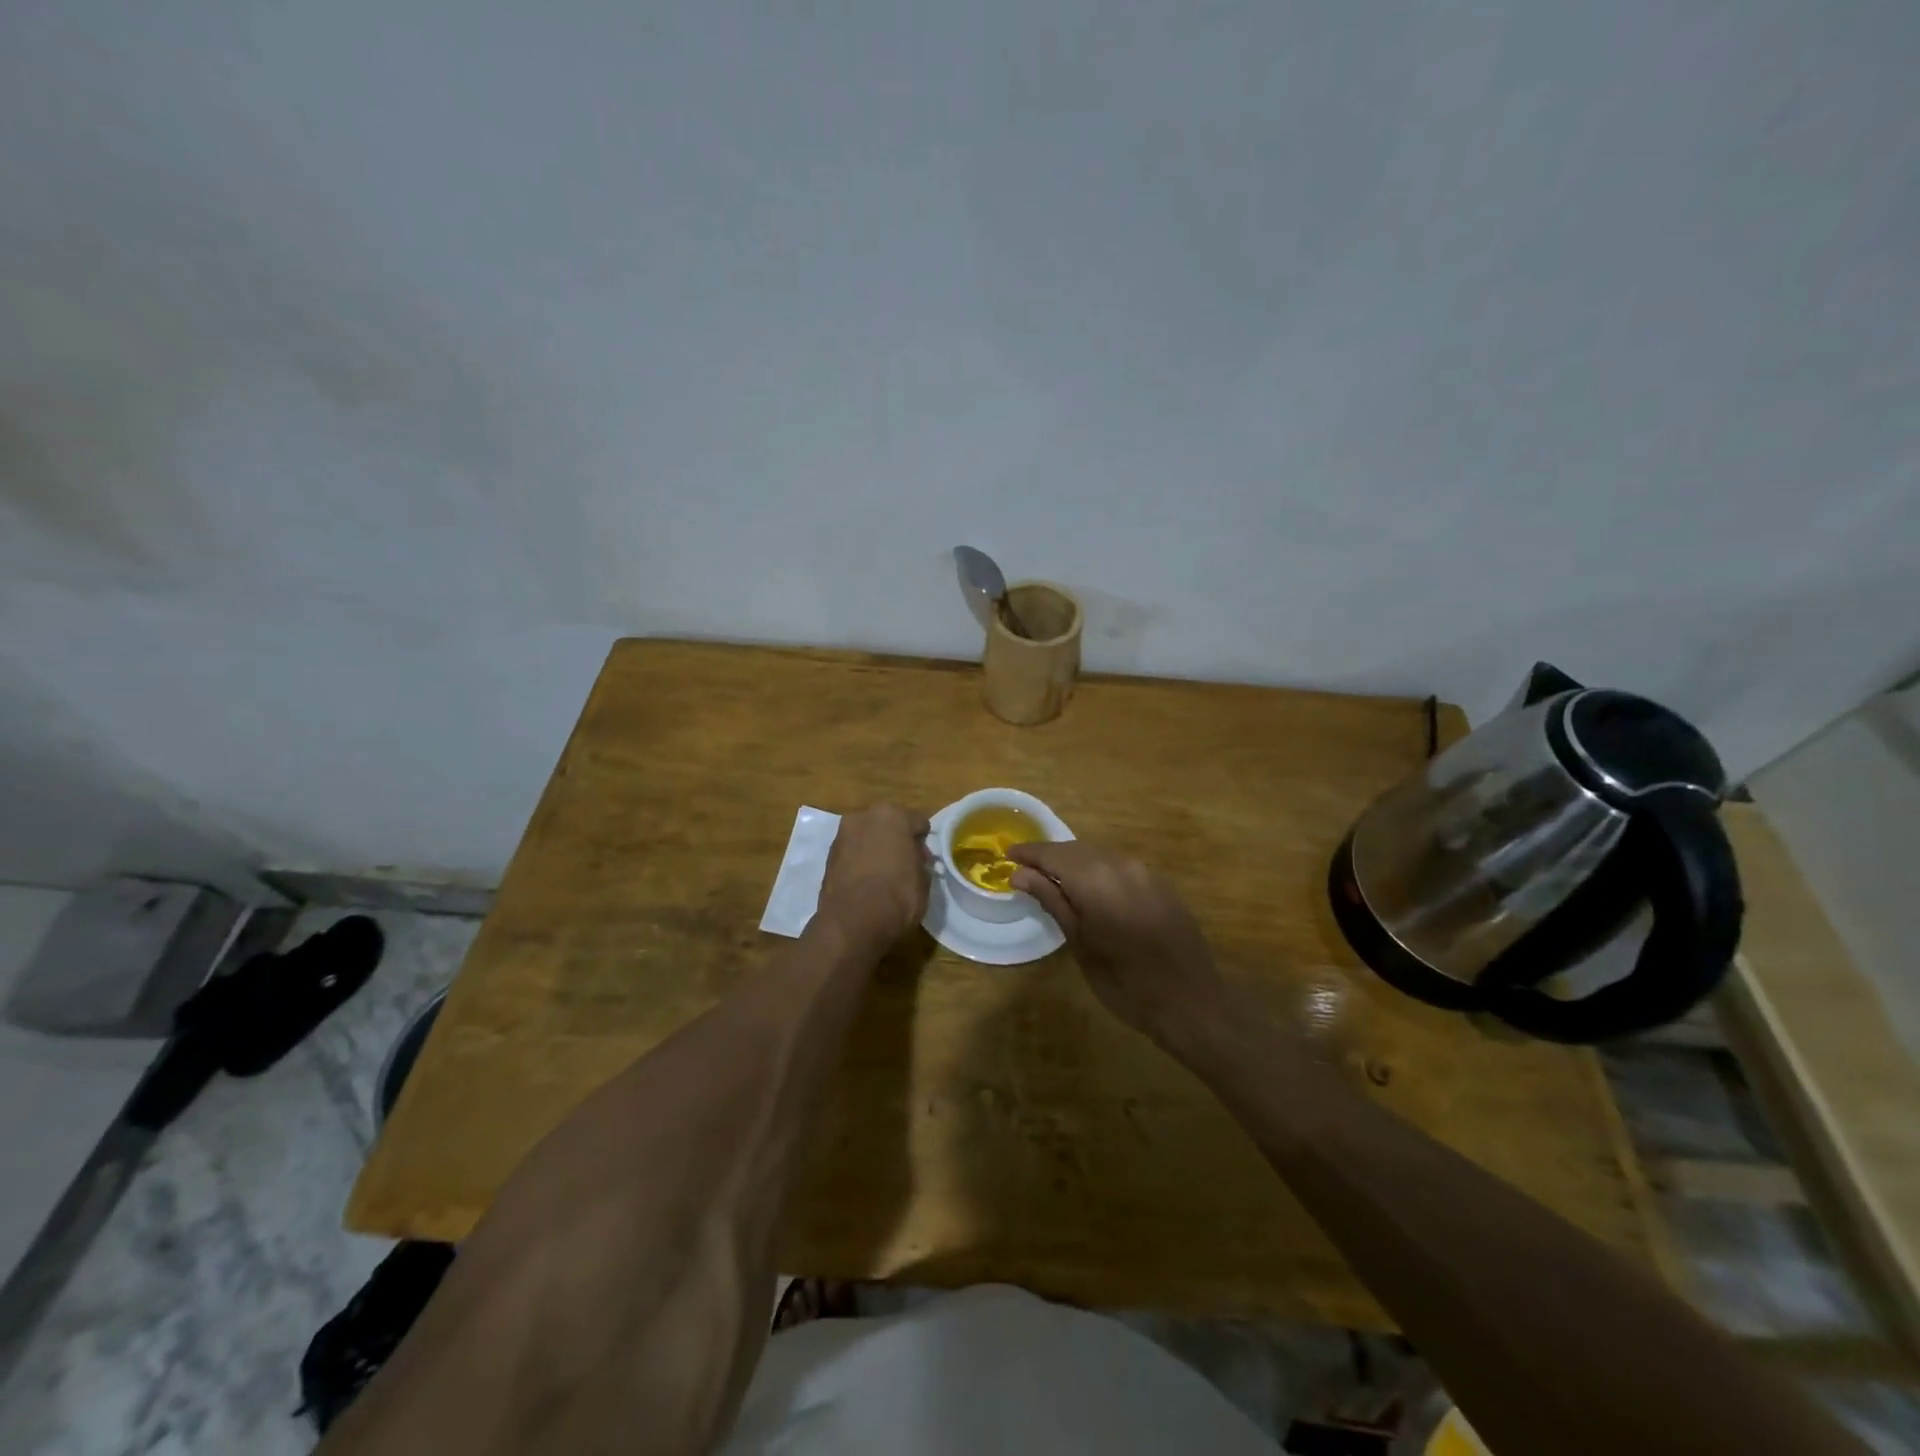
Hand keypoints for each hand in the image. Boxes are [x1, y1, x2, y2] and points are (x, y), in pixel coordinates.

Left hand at [818, 804, 930, 944]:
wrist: (853, 922)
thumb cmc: (898, 895)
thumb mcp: (924, 879)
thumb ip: (918, 861)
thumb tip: (913, 860)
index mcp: (892, 815)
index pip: (917, 822)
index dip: (923, 841)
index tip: (924, 859)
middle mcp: (864, 817)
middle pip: (887, 824)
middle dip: (896, 840)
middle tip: (904, 864)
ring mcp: (842, 835)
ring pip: (866, 837)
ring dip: (875, 849)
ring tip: (883, 875)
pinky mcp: (828, 856)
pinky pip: (852, 854)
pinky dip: (859, 862)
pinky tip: (866, 882)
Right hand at [1008, 841, 1230, 1046]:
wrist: (1191, 1002)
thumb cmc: (1124, 983)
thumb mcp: (1079, 944)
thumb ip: (1051, 900)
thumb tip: (1020, 873)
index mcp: (1096, 879)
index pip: (1053, 854)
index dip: (1029, 853)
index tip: (1008, 855)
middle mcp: (1121, 865)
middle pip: (1077, 849)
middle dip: (1051, 857)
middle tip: (1026, 871)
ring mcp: (1145, 872)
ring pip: (1100, 855)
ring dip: (1075, 862)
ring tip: (1054, 880)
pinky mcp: (1161, 884)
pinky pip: (1120, 867)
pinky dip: (1099, 871)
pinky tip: (1091, 890)